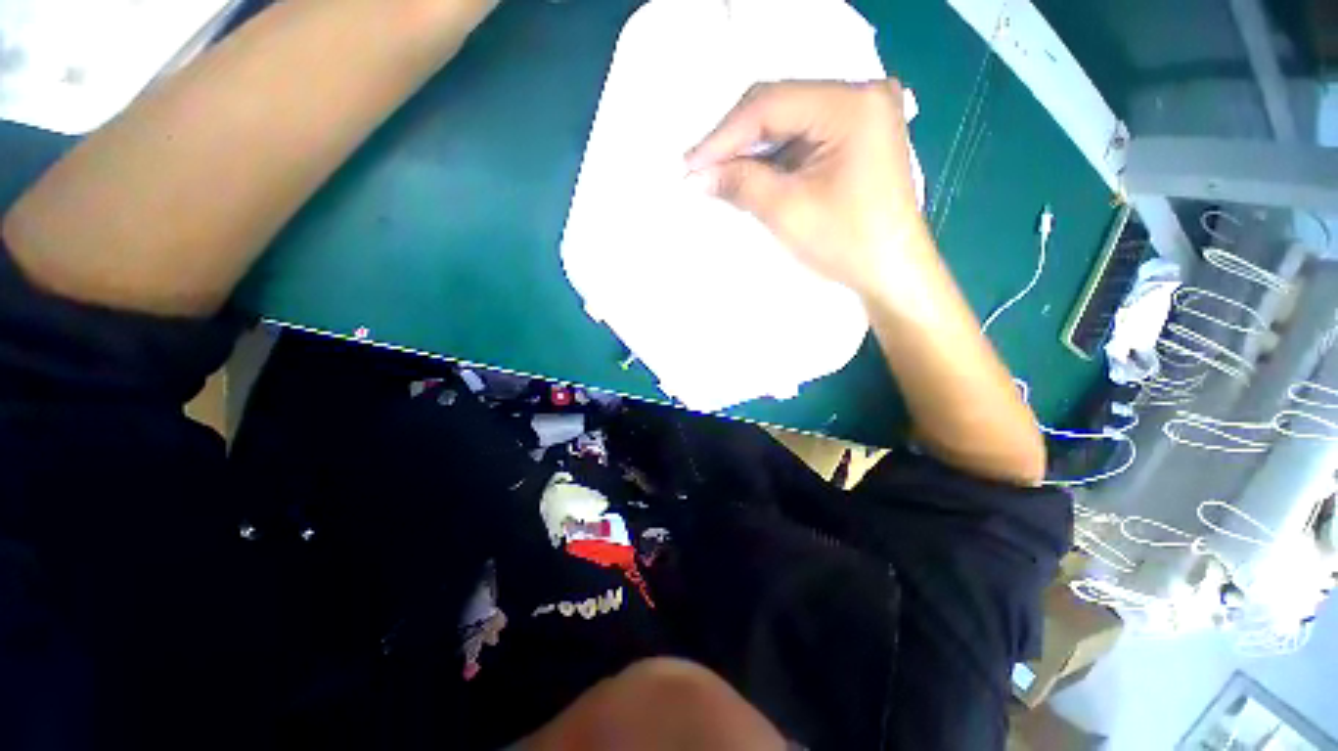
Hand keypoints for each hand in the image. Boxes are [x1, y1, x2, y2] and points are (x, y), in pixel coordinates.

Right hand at [685, 80, 926, 298]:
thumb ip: (740, 183)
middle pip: (779, 105)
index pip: (770, 104)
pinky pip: (801, 138)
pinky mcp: (855, 138)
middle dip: (735, 140)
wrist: (891, 272)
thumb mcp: (787, 210)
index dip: (723, 135)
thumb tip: (697, 175)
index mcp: (852, 103)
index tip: (689, 163)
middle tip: (699, 167)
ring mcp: (860, 115)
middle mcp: (859, 95)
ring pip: (787, 122)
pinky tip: (748, 173)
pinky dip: (772, 158)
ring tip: (716, 173)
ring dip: (750, 150)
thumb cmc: (847, 242)